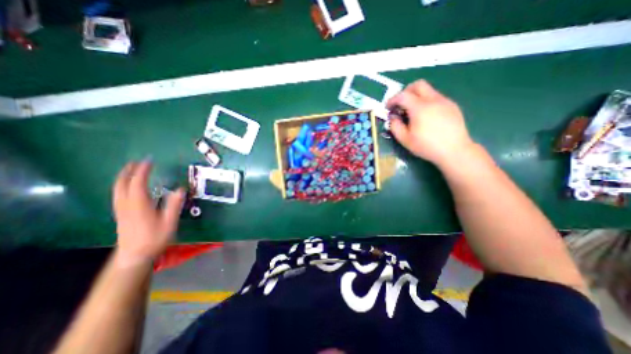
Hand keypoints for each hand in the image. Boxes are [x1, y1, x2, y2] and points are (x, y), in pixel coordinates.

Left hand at [112, 161, 185, 264]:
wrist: (135, 255)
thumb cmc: (154, 238)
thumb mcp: (169, 221)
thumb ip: (174, 205)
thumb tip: (181, 189)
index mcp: (139, 204)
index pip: (138, 182)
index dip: (143, 170)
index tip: (149, 161)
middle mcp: (126, 204)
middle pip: (122, 184)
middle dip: (128, 171)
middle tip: (136, 162)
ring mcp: (121, 209)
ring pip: (117, 189)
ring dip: (123, 177)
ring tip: (131, 170)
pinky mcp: (120, 214)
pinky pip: (118, 195)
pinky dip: (122, 186)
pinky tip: (128, 186)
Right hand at [387, 80, 475, 166]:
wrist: (454, 150)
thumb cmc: (427, 146)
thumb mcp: (405, 139)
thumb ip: (395, 126)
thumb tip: (393, 117)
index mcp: (420, 108)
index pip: (403, 95)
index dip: (392, 99)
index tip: (388, 107)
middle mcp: (433, 100)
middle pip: (418, 85)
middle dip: (405, 91)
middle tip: (400, 104)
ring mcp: (444, 101)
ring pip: (428, 90)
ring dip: (417, 97)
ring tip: (413, 112)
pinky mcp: (452, 106)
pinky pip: (436, 97)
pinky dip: (426, 102)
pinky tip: (426, 116)